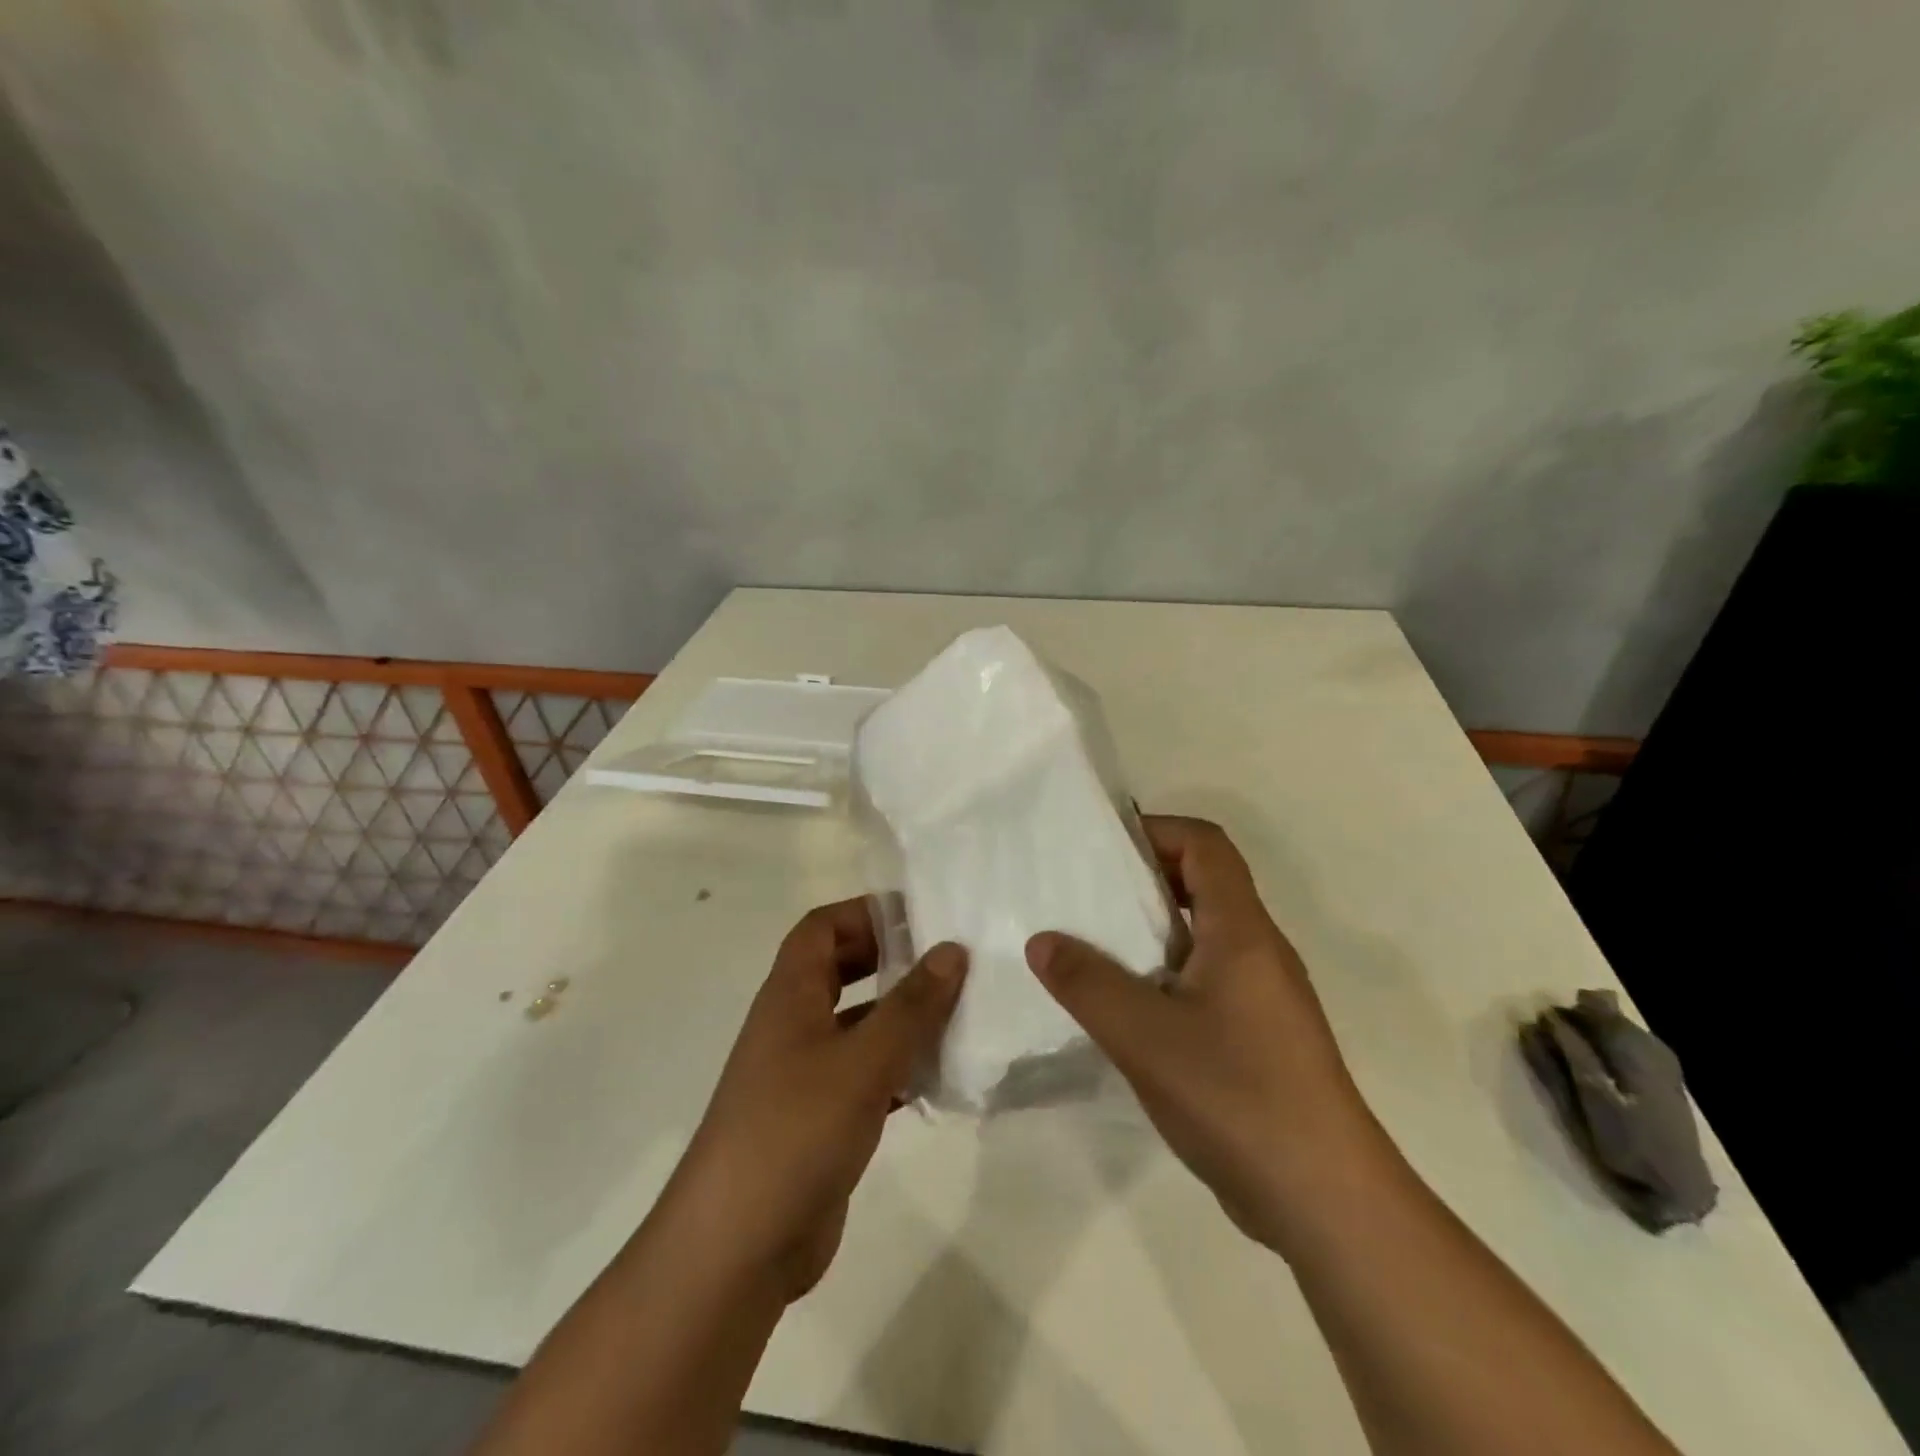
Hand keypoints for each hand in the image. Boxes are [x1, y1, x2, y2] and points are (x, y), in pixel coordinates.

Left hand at [667, 900, 965, 1302]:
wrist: (738, 1248)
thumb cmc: (795, 1131)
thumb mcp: (862, 1061)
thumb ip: (911, 1005)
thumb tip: (952, 949)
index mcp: (790, 995)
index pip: (822, 928)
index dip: (865, 913)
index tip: (921, 917)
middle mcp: (795, 1025)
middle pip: (842, 970)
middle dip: (891, 960)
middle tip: (949, 960)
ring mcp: (806, 1074)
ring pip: (860, 1024)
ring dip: (903, 1016)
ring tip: (962, 1011)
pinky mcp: (823, 1118)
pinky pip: (868, 1074)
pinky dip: (902, 1067)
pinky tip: (943, 1075)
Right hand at [1026, 816, 1374, 1248]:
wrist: (1324, 1201)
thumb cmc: (1237, 1096)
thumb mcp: (1144, 1036)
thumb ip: (1087, 982)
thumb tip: (1041, 940)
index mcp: (1242, 931)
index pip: (1205, 846)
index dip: (1156, 831)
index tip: (1101, 849)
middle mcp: (1258, 951)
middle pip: (1203, 884)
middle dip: (1142, 879)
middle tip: (1083, 895)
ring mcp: (1261, 996)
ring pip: (1202, 935)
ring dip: (1149, 930)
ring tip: (1091, 946)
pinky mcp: (1257, 1035)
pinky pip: (1204, 979)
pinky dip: (1162, 974)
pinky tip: (1124, 1008)